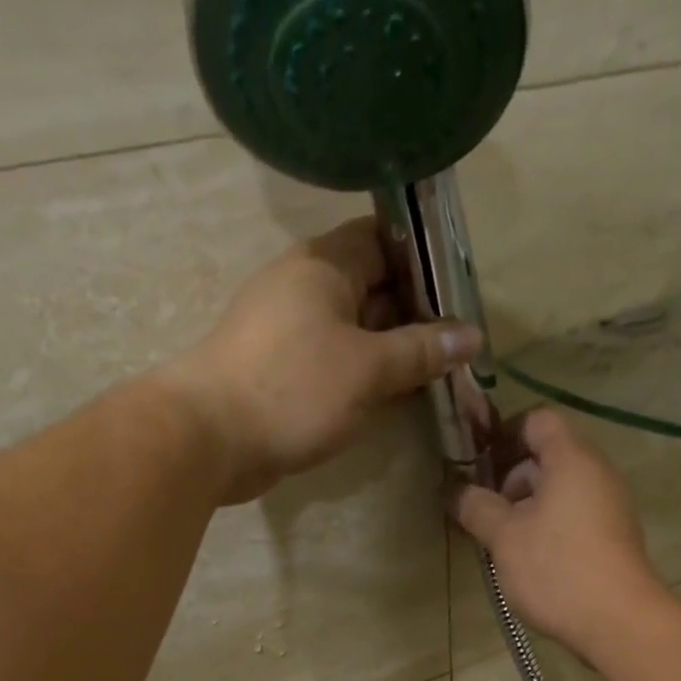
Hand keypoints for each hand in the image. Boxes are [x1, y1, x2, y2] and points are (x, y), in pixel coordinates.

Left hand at [161, 217, 481, 504]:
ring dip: (392, 352)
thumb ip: (420, 351)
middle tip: (460, 344)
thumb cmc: (293, 389)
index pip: (383, 240)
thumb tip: (470, 336)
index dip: (424, 260)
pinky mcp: (280, 375)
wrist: (210, 439)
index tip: (461, 289)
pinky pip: (334, 365)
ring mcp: (289, 334)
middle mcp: (304, 290)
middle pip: (372, 288)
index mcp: (323, 266)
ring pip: (354, 333)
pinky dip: (364, 377)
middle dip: (416, 314)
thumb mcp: (367, 368)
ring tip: (438, 374)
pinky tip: (393, 398)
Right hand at [451, 411, 669, 661]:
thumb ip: (476, 507)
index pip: (536, 420)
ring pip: (558, 489)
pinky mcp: (612, 536)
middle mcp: (596, 472)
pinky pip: (573, 514)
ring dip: (524, 507)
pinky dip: (546, 525)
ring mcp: (608, 505)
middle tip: (482, 511)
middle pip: (547, 456)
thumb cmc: (556, 569)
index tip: (476, 465)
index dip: (502, 434)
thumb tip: (456, 491)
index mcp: (571, 458)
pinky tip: (526, 559)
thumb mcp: (504, 537)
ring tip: (499, 541)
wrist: (618, 622)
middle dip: (508, 478)